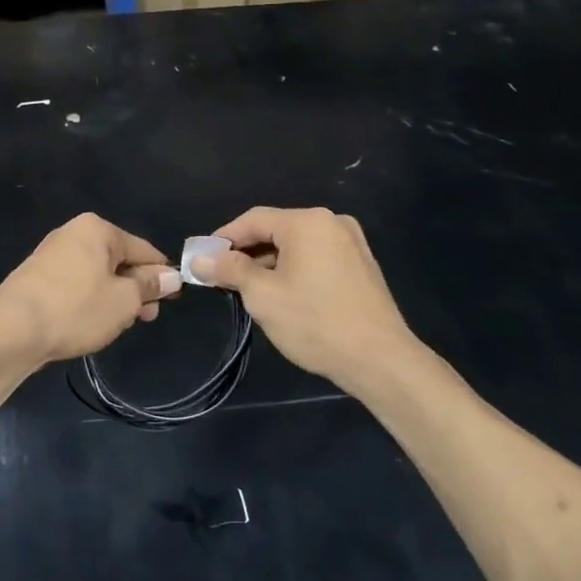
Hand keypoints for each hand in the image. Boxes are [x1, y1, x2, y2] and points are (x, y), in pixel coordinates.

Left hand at [0, 214, 181, 364]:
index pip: (143, 249)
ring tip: (121, 324)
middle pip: (118, 260)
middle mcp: (73, 233)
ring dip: (114, 297)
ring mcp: (52, 254)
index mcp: (98, 229)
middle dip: (136, 288)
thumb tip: (170, 276)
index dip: (162, 274)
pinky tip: (93, 322)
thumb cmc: (77, 309)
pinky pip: (76, 284)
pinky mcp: (37, 276)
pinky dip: (90, 300)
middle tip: (147, 317)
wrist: (12, 330)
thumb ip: (149, 286)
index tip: (175, 297)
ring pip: (97, 274)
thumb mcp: (124, 300)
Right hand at [194, 207, 418, 388]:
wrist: (380, 360)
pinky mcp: (361, 265)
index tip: (202, 259)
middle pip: (276, 229)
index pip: (253, 219)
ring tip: (248, 290)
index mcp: (307, 222)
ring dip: (269, 263)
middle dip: (246, 252)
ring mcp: (351, 243)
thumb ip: (229, 270)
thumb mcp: (262, 296)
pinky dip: (294, 269)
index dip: (223, 238)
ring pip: (297, 245)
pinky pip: (316, 257)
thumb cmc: (315, 322)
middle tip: (222, 277)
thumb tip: (200, 260)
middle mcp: (331, 222)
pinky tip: (282, 294)